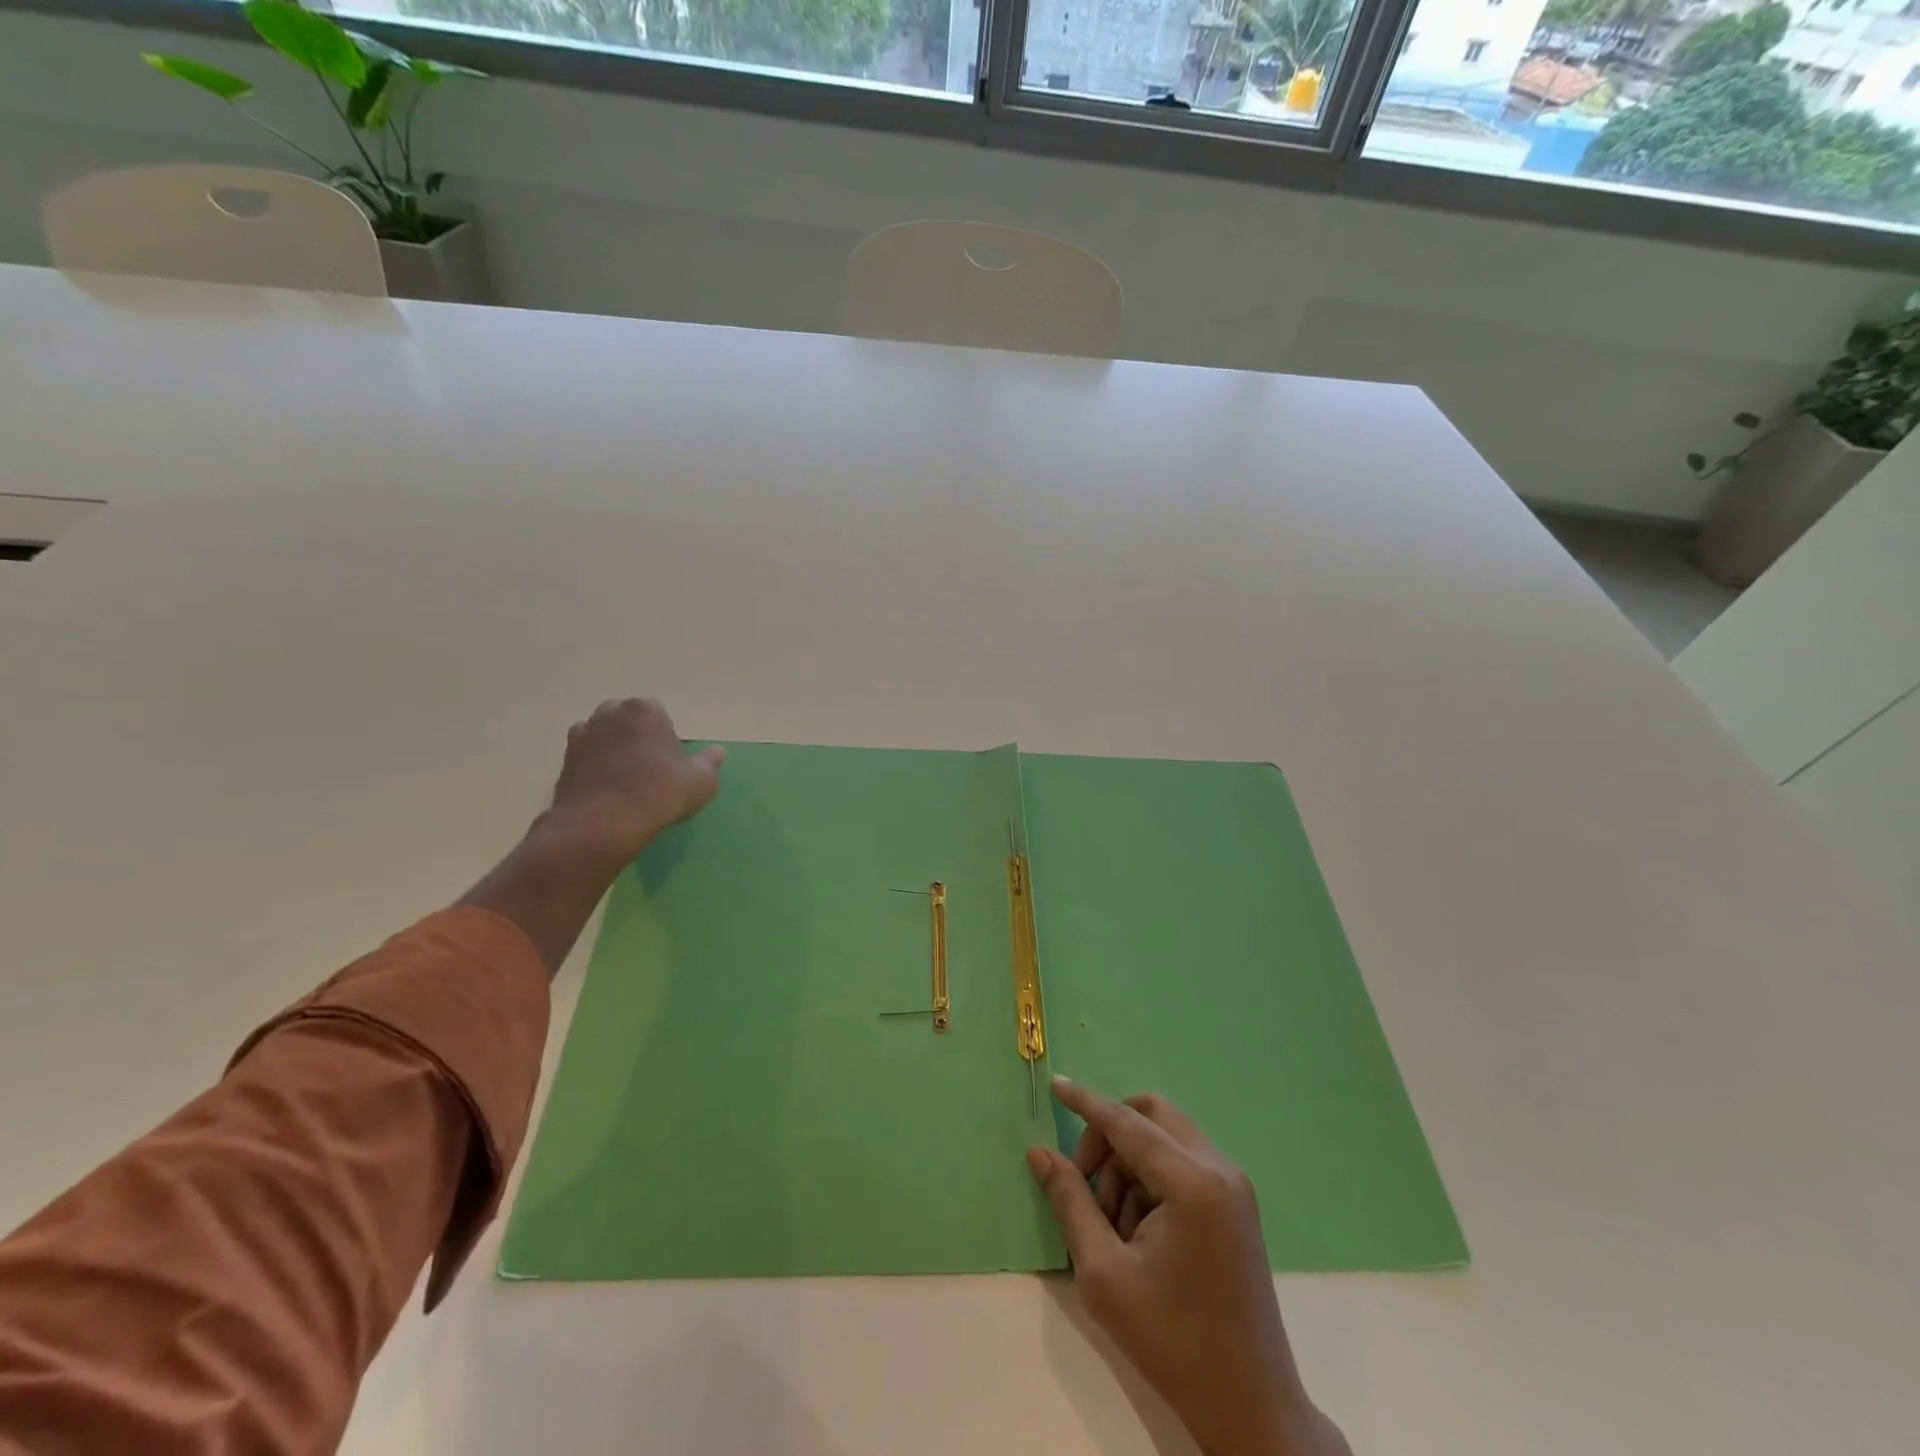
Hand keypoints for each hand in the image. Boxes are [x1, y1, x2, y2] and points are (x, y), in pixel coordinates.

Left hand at [543, 698, 724, 871]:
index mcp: (645, 710)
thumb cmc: (660, 793)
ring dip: (612, 745)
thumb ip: (710, 762)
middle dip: (636, 733)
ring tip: (625, 775)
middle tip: (648, 764)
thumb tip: (717, 751)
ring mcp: (583, 734)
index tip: (671, 759)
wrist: (604, 823)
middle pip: (627, 717)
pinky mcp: (565, 758)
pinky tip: (605, 784)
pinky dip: (593, 762)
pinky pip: (584, 753)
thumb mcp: (702, 781)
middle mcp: (611, 713)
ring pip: (602, 732)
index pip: (658, 712)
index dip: (666, 735)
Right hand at [1027, 1078, 1350, 1455]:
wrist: (1251, 1408)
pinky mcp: (1237, 1204)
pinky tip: (1139, 1229)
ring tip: (1113, 1224)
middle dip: (1109, 1137)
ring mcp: (1234, 1185)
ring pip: (1165, 1137)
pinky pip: (1183, 1161)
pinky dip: (1152, 1176)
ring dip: (1130, 1162)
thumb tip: (1039, 1153)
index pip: (1126, 1122)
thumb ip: (1070, 1202)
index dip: (1087, 1102)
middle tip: (1086, 1185)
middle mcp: (1219, 1168)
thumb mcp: (1104, 1273)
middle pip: (1150, 1115)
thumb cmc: (1172, 1342)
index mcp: (1191, 1182)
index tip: (1056, 1084)